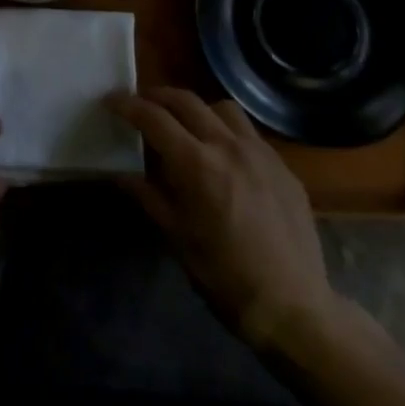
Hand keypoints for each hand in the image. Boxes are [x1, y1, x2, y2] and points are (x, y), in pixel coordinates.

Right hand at [110, 87, 344, 358]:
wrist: (294, 308)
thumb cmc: (225, 277)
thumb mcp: (177, 238)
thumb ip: (148, 197)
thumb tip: (121, 174)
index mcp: (197, 164)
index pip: (153, 118)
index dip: (127, 105)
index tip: (110, 101)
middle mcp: (228, 146)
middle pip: (186, 100)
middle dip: (158, 97)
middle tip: (142, 105)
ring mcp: (261, 153)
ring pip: (222, 108)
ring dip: (197, 109)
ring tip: (187, 126)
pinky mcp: (283, 167)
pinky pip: (250, 133)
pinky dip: (228, 132)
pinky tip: (225, 157)